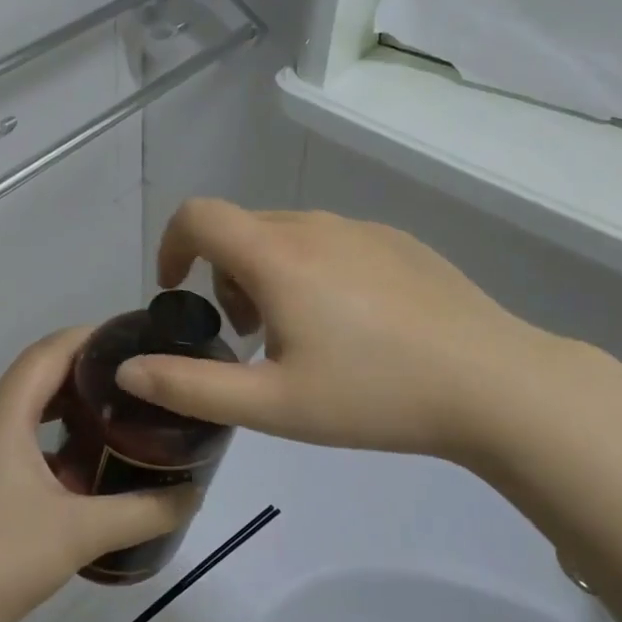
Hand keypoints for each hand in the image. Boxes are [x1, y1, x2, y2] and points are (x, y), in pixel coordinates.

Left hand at [0, 328, 199, 621]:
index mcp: (1, 414)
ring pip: (24, 411)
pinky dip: (47, 442)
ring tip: (116, 421)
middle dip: (87, 374)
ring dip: (67, 411)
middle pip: (37, 376)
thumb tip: (193, 494)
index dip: (93, 337)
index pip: (50, 350)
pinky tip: (79, 474)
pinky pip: (11, 441)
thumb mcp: (80, 533)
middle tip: (137, 384)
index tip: (136, 338)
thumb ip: (144, 512)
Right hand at [114, 200, 586, 471]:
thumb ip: (190, 387)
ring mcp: (362, 228)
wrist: (493, 383)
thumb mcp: (271, 405)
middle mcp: (315, 226)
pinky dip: (312, 271)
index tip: (176, 292)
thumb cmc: (374, 395)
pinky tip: (353, 327)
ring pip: (287, 236)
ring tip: (301, 338)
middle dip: (223, 276)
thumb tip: (127, 369)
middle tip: (249, 339)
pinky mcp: (398, 241)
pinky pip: (332, 242)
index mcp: (277, 256)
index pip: (198, 216)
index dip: (172, 246)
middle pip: (241, 230)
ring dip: (268, 275)